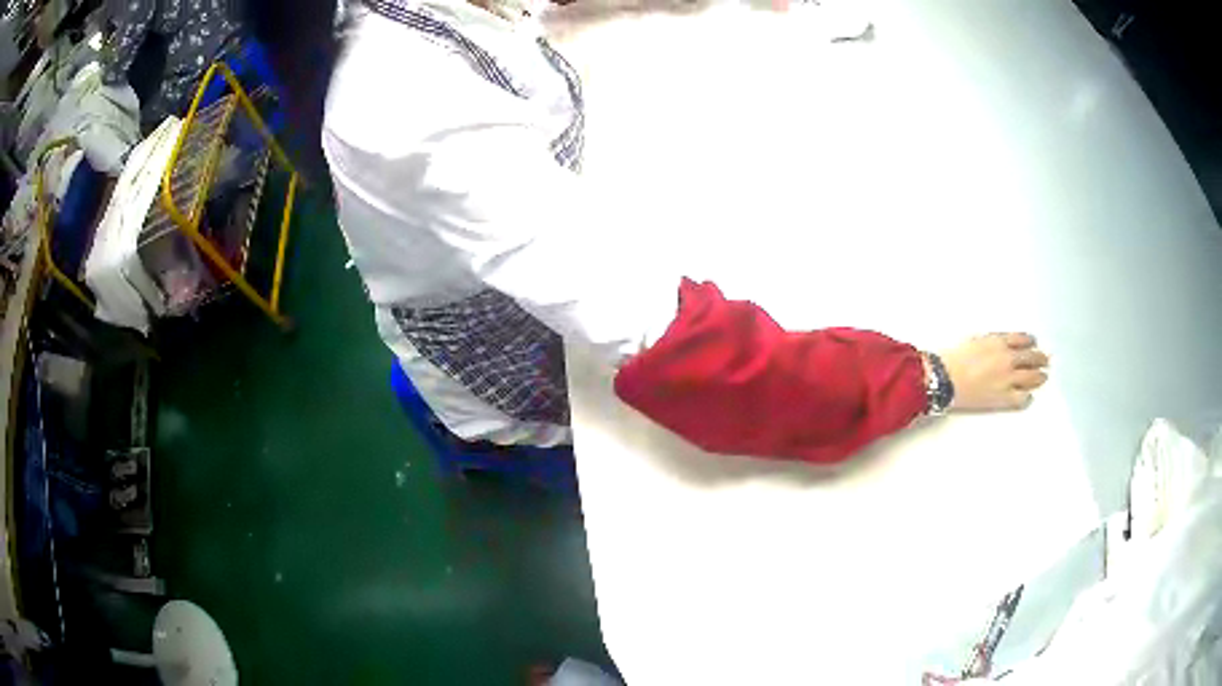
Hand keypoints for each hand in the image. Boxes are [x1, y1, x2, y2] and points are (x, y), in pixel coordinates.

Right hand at [938, 333, 1048, 411]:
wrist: (944, 378)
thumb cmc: (953, 358)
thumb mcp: (973, 340)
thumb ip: (990, 342)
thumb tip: (999, 346)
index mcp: (999, 341)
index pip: (1023, 339)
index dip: (1031, 341)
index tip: (1034, 343)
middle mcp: (1008, 359)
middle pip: (1032, 357)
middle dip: (1040, 358)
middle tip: (1045, 360)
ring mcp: (1008, 380)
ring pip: (1032, 378)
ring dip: (1039, 377)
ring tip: (1043, 377)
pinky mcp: (1003, 398)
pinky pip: (1022, 398)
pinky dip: (1027, 397)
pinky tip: (1028, 397)